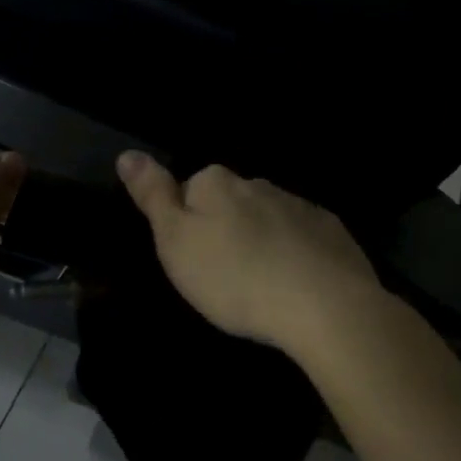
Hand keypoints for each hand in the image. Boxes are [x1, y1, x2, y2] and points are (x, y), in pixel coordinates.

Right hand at [116, 152, 385, 356]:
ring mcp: (300, 206)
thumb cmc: (235, 278)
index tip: (191, 259)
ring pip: (267, 218)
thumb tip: (128, 154)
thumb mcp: (176, 242)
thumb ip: (153, 196)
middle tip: (223, 276)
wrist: (325, 306)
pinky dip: (294, 254)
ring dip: (260, 241)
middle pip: (230, 202)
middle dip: (225, 230)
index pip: (190, 189)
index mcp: (216, 184)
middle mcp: (258, 184)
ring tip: (260, 284)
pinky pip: (302, 237)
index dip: (186, 222)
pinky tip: (295, 285)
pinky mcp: (332, 232)